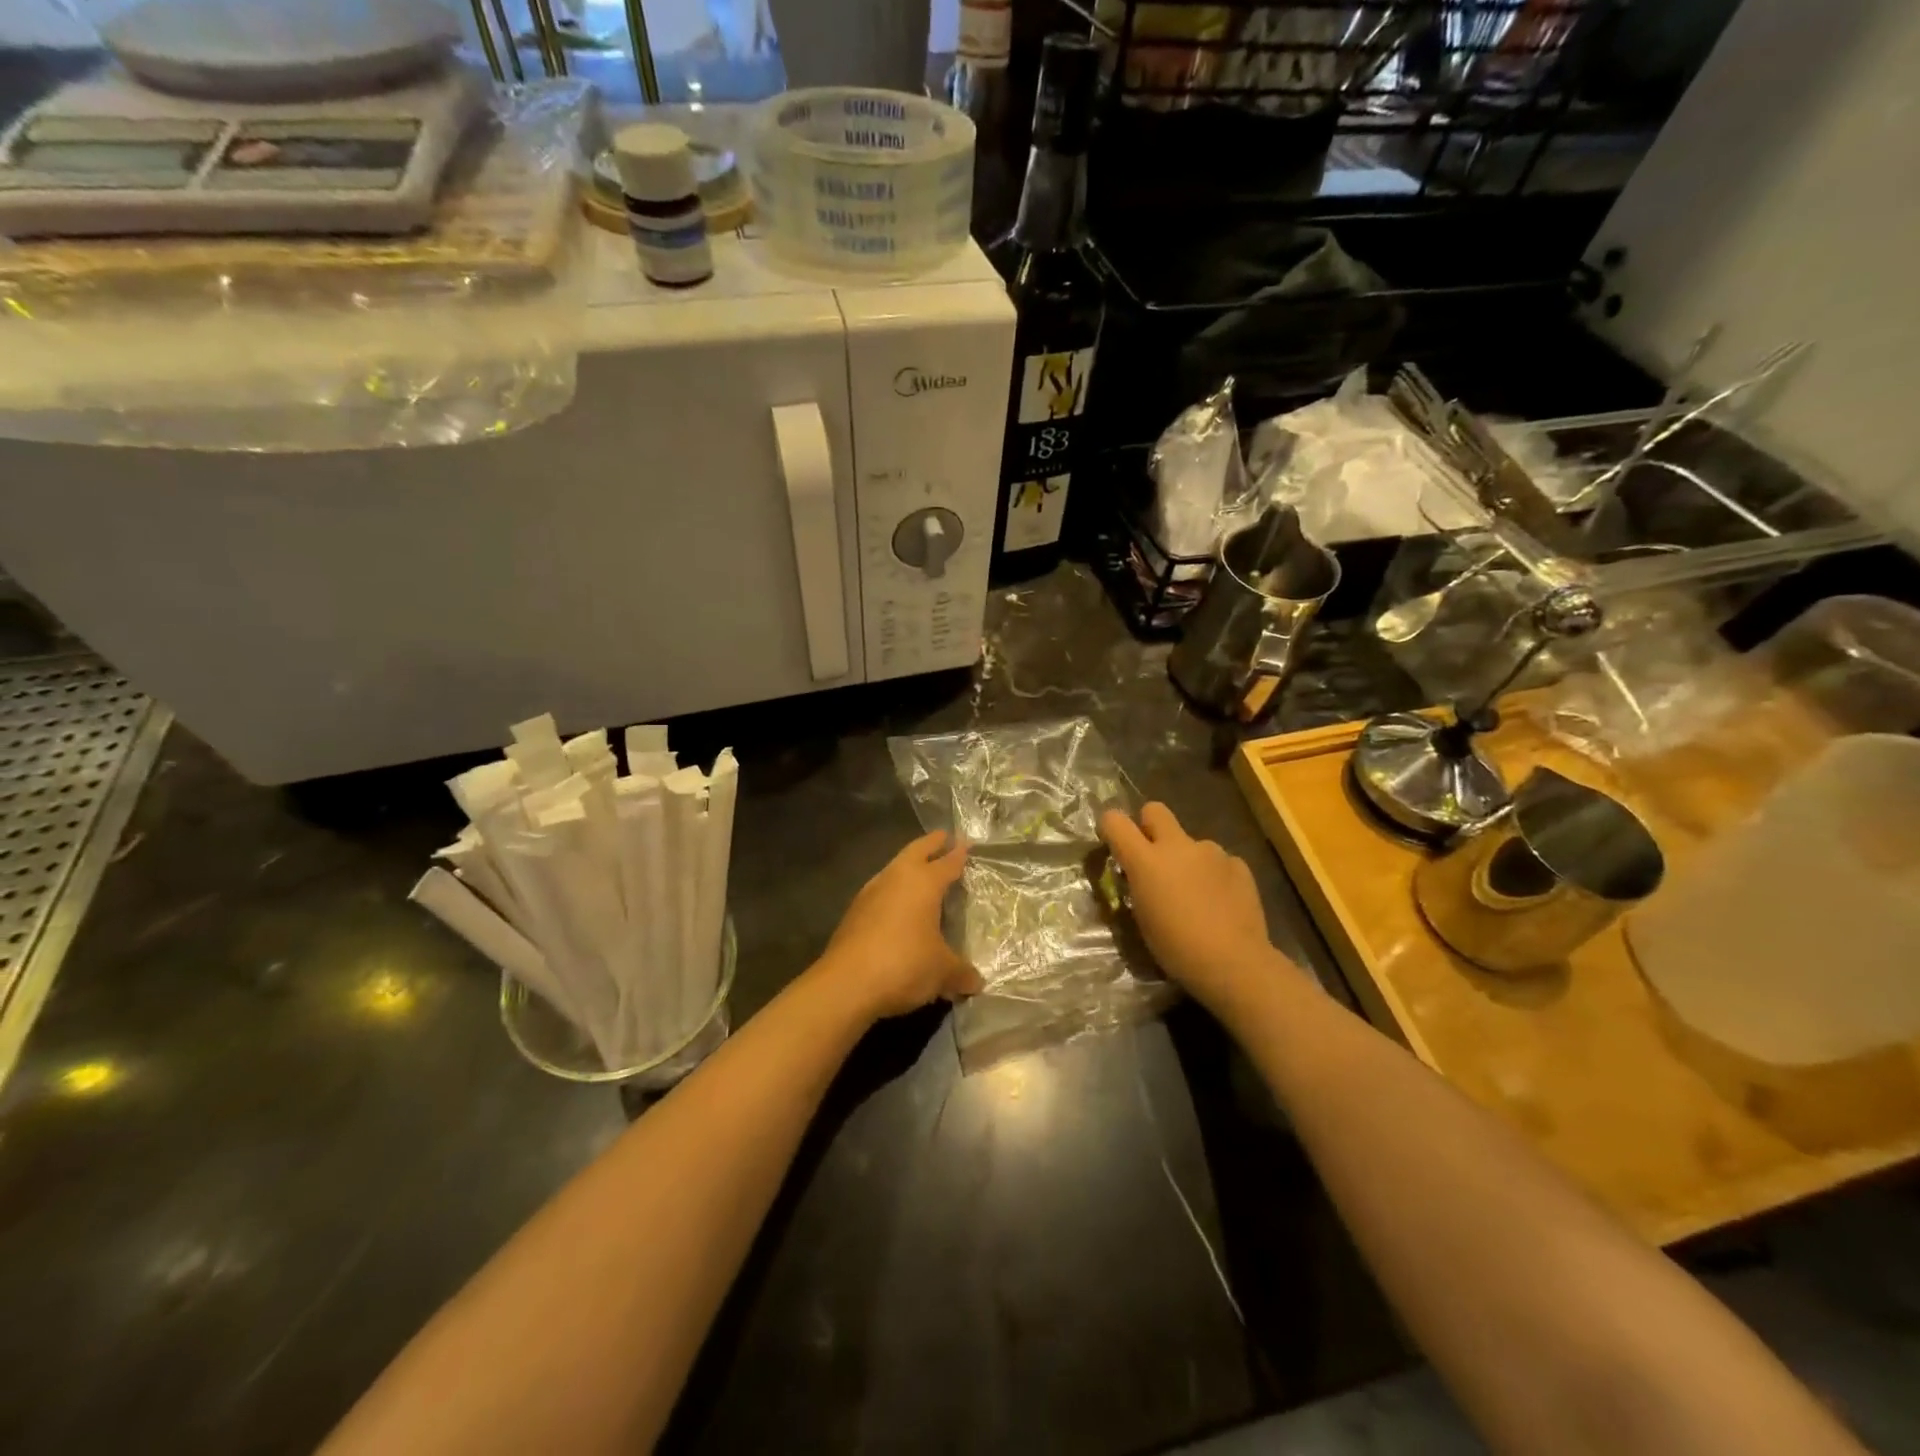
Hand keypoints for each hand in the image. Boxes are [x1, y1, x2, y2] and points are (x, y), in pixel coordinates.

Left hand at [816, 831, 983, 1020]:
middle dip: (931, 844)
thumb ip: (962, 973)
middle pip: (916, 851)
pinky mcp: (854, 912)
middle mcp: (896, 878)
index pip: (947, 862)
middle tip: (943, 837)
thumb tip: (977, 983)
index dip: (959, 853)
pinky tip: (897, 906)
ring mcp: (870, 893)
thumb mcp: (942, 972)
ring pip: (894, 868)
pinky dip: (893, 891)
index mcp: (924, 883)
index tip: (967, 842)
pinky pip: (880, 891)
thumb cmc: (904, 965)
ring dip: (908, 866)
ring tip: (920, 871)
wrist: (846, 984)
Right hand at [1100, 803, 1288, 1011]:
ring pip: (1190, 842)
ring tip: (1196, 894)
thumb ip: (1138, 886)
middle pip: (1155, 810)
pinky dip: (1214, 875)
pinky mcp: (1238, 864)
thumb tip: (1140, 876)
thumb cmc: (1177, 948)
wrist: (1234, 963)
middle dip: (1149, 826)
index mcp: (1146, 861)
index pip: (1115, 821)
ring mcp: (1211, 852)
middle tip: (1153, 857)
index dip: (1111, 827)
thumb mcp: (1142, 919)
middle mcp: (1177, 846)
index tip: (1113, 844)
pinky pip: (1218, 861)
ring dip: (1187, 859)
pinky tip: (1220, 902)